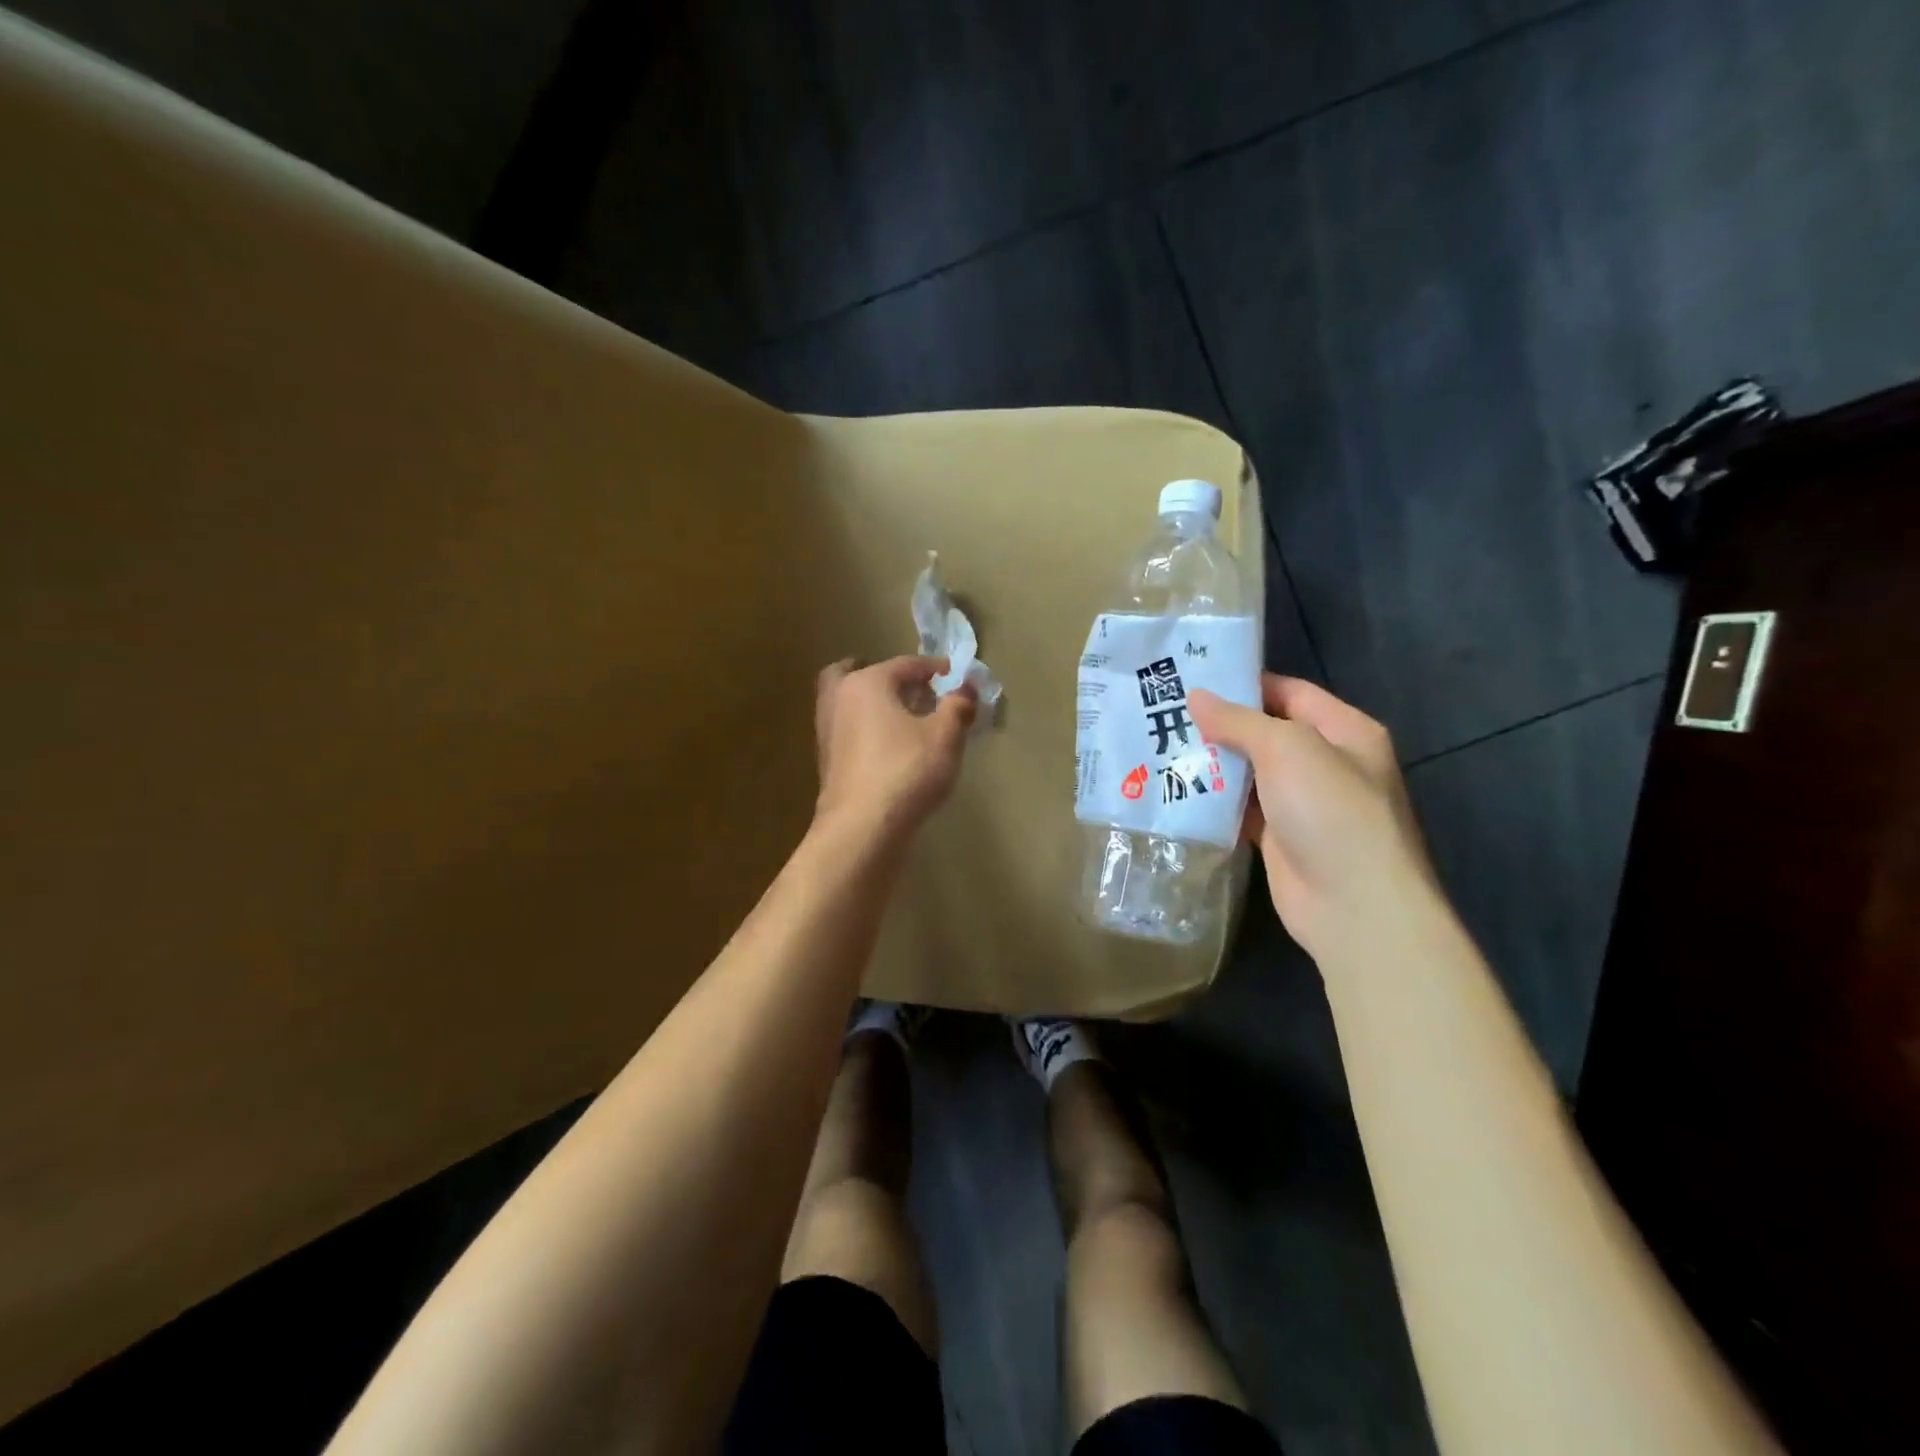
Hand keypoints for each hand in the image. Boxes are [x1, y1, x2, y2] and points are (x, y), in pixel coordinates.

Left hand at [813, 656, 976, 839]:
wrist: (862, 827)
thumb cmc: (906, 771)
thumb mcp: (945, 736)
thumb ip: (958, 706)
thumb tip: (967, 688)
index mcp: (866, 683)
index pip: (905, 665)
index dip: (934, 669)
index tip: (956, 678)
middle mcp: (839, 699)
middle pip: (855, 673)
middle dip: (882, 677)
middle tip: (908, 688)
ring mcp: (827, 732)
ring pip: (848, 703)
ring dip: (872, 704)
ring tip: (902, 719)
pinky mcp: (827, 762)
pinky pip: (848, 731)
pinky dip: (865, 729)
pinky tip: (888, 747)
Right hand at [1190, 676, 1436, 951]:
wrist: (1354, 906)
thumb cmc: (1330, 812)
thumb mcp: (1287, 749)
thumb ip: (1240, 721)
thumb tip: (1197, 697)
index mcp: (1344, 731)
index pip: (1290, 692)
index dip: (1244, 685)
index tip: (1193, 680)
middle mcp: (1326, 763)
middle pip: (1266, 732)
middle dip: (1220, 724)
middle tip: (1166, 712)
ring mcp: (1303, 804)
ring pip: (1250, 772)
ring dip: (1213, 762)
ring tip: (1160, 745)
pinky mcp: (1279, 837)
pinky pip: (1241, 809)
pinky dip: (1214, 800)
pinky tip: (1176, 790)